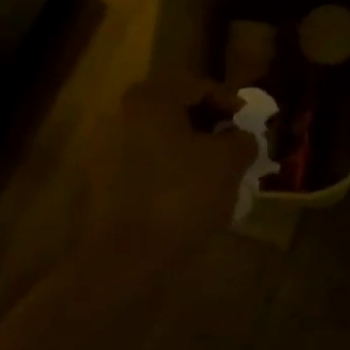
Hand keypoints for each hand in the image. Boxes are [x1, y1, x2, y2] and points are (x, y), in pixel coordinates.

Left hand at [78, 79, 256, 266]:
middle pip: (178, 111)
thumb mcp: (229, 162)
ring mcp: (105, 148)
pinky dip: (168, 172)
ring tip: (216, 175)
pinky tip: (189, 195)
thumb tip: (243, 139)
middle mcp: (122, 113)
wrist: (124, 261)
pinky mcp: (99, 182)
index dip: (231, 105)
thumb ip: (242, 140)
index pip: (201, 88)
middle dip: (209, 129)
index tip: (250, 127)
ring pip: (161, 139)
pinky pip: (144, 165)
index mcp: (152, 97)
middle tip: (235, 148)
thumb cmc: (181, 196)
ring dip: (189, 151)